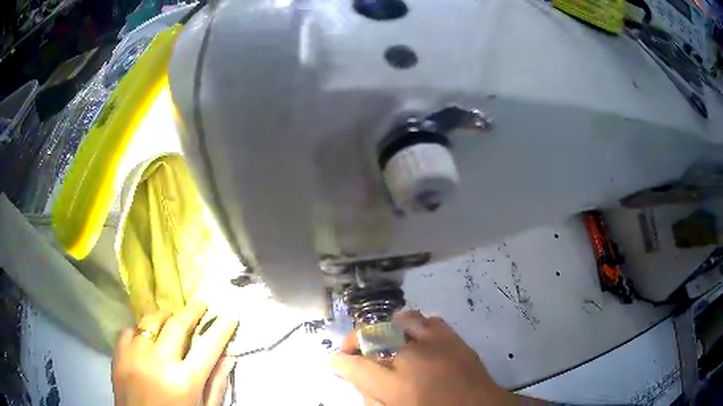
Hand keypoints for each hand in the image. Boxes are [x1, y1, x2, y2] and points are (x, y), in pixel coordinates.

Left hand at [112, 302, 238, 405]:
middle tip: (202, 302)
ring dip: (165, 317)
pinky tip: (147, 339)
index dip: (222, 328)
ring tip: (173, 319)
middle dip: (193, 310)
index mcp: (185, 381)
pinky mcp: (118, 355)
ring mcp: (134, 356)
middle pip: (176, 324)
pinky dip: (141, 330)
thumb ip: (216, 384)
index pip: (209, 347)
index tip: (230, 316)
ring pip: (151, 321)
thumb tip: (228, 356)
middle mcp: (159, 363)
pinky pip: (130, 330)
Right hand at [330, 311, 523, 405]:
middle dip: (354, 341)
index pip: (355, 366)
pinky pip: (427, 319)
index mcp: (398, 386)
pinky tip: (410, 337)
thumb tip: (356, 378)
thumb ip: (371, 398)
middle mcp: (415, 358)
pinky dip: (412, 325)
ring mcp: (437, 343)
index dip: (338, 362)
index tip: (333, 362)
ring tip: (380, 342)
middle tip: (351, 352)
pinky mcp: (454, 337)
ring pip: (399, 321)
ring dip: (383, 330)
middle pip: (373, 336)